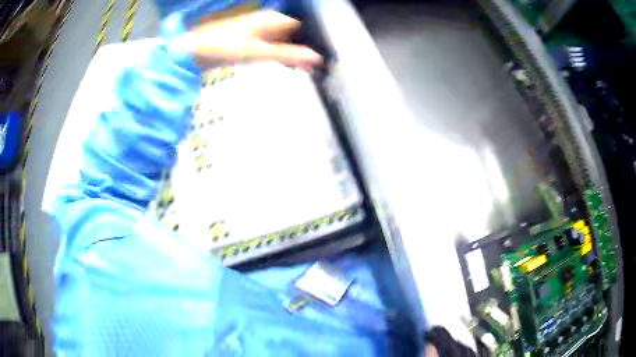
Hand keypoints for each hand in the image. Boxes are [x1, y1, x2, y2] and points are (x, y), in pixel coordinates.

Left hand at [185, 11, 322, 69]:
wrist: (193, 51)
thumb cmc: (222, 47)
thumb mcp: (257, 52)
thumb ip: (287, 54)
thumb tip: (316, 59)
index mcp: (273, 19)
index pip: (304, 27)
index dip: (315, 41)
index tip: (325, 58)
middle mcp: (269, 21)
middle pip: (296, 33)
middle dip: (307, 49)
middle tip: (318, 67)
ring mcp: (260, 30)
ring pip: (286, 40)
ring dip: (296, 53)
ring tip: (308, 69)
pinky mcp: (252, 40)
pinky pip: (275, 46)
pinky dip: (283, 55)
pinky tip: (289, 65)